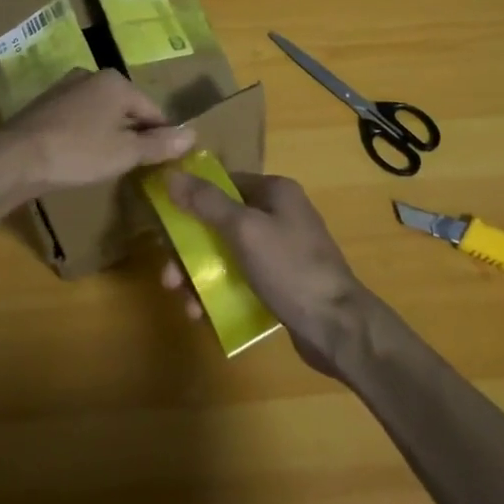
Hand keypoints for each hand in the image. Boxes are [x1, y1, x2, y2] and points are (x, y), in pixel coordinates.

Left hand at [0, 69, 194, 197]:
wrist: (16, 157)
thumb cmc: (78, 152)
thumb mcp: (125, 153)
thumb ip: (159, 145)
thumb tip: (193, 135)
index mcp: (116, 82)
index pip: (153, 110)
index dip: (162, 136)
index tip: (164, 162)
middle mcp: (91, 76)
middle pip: (126, 109)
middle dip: (133, 134)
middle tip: (135, 166)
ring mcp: (65, 88)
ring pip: (101, 113)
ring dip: (108, 135)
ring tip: (108, 164)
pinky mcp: (45, 104)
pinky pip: (78, 119)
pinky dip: (85, 135)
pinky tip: (80, 157)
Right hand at [161, 171, 370, 376]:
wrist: (338, 328)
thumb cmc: (290, 268)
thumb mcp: (244, 229)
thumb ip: (207, 202)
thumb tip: (172, 175)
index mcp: (275, 192)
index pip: (224, 183)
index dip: (192, 198)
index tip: (165, 221)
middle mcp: (279, 215)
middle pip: (222, 222)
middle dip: (191, 248)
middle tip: (169, 275)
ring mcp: (282, 251)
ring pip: (228, 254)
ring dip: (201, 274)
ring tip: (183, 300)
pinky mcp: (282, 283)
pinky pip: (242, 279)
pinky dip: (221, 291)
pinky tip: (202, 314)